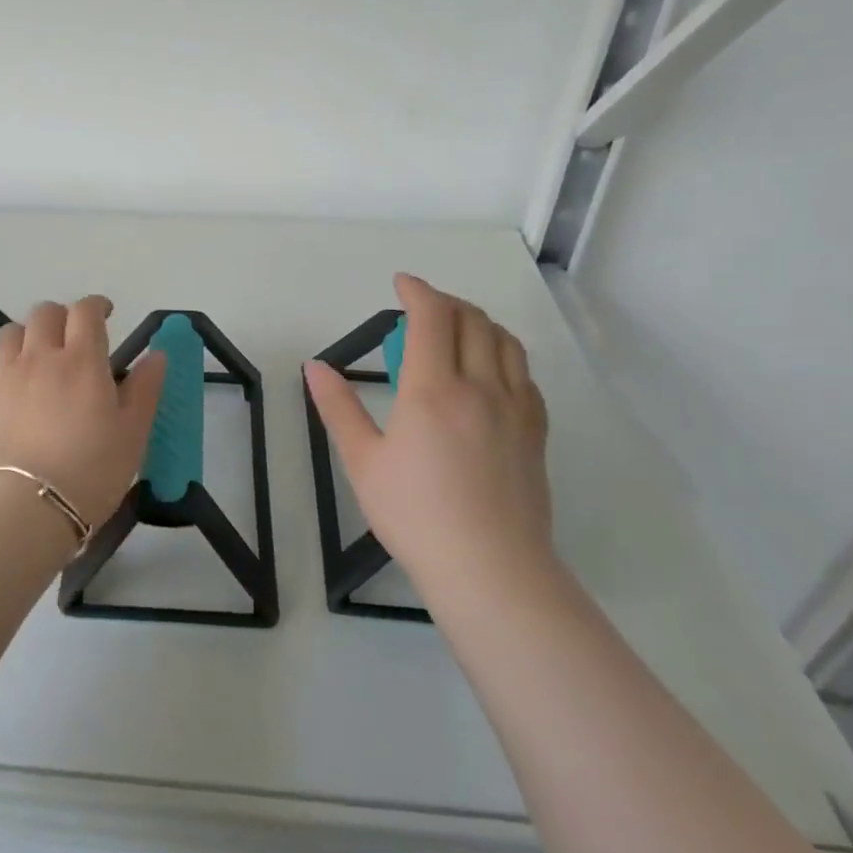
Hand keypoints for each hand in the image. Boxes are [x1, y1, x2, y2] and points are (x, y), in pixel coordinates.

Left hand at [0, 296, 168, 527]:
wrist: (24, 508)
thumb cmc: (90, 471)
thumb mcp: (133, 433)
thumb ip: (146, 388)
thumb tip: (156, 354)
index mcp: (82, 360)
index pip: (86, 311)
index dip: (96, 306)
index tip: (105, 314)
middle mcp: (40, 356)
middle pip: (45, 313)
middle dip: (62, 316)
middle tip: (74, 338)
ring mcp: (5, 375)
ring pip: (12, 332)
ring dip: (29, 334)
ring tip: (39, 356)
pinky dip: (6, 365)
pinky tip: (14, 387)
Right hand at [304, 273, 553, 586]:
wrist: (490, 569)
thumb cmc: (415, 515)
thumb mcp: (362, 461)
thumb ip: (338, 408)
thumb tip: (316, 366)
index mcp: (434, 390)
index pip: (433, 318)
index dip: (418, 291)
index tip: (401, 283)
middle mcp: (481, 386)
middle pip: (473, 320)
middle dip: (445, 302)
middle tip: (421, 307)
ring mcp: (516, 408)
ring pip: (505, 341)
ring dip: (478, 321)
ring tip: (456, 328)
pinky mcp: (535, 431)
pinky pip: (525, 373)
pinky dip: (504, 352)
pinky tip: (490, 371)